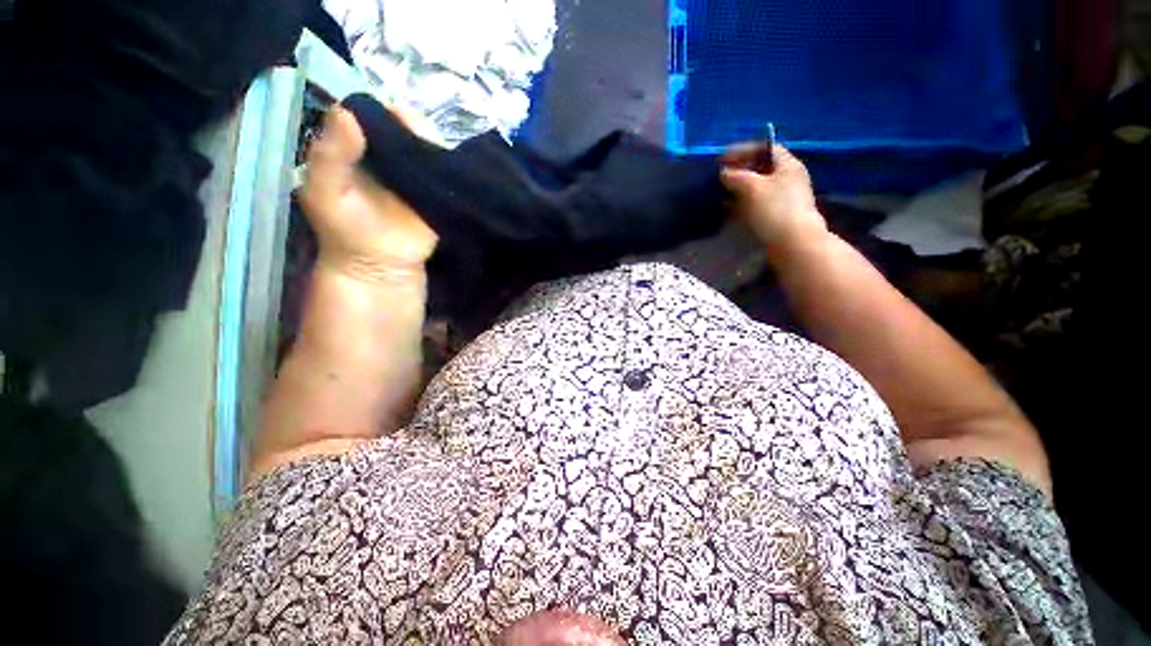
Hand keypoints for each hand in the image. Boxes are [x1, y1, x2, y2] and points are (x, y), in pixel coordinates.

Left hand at [299, 106, 437, 282]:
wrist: (382, 265)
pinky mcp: (439, 192)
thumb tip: (346, 112)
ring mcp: (418, 172)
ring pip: (431, 145)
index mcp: (359, 147)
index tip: (394, 114)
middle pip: (407, 125)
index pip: (374, 114)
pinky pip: (447, 172)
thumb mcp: (324, 190)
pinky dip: (451, 165)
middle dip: (415, 124)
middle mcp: (390, 154)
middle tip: (419, 135)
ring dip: (436, 144)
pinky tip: (452, 165)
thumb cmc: (346, 230)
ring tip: (435, 152)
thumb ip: (329, 154)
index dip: (384, 109)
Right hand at [721, 143, 828, 258]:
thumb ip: (735, 176)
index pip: (765, 148)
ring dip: (738, 189)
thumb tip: (724, 173)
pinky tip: (729, 209)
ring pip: (757, 187)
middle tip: (720, 176)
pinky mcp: (777, 216)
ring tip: (720, 193)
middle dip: (739, 170)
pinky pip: (756, 203)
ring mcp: (784, 198)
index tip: (722, 158)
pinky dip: (742, 203)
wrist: (793, 243)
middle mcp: (788, 178)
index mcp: (787, 165)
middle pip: (761, 168)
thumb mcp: (752, 187)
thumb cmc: (774, 210)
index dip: (743, 149)